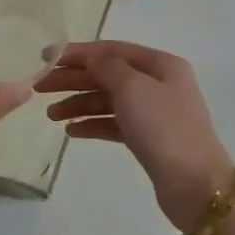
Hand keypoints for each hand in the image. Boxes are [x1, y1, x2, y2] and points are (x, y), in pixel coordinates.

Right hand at [36, 41, 234, 230]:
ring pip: (109, 101)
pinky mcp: (149, 139)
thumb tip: (92, 57)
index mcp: (161, 65)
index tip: (45, 58)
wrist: (195, 184)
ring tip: (51, 115)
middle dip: (74, 79)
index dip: (78, 52)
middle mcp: (159, 84)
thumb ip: (107, 67)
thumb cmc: (163, 128)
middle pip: (108, 75)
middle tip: (40, 88)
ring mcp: (154, 113)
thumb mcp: (133, 88)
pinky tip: (72, 131)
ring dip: (79, 104)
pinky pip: (114, 124)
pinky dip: (93, 124)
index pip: (112, 50)